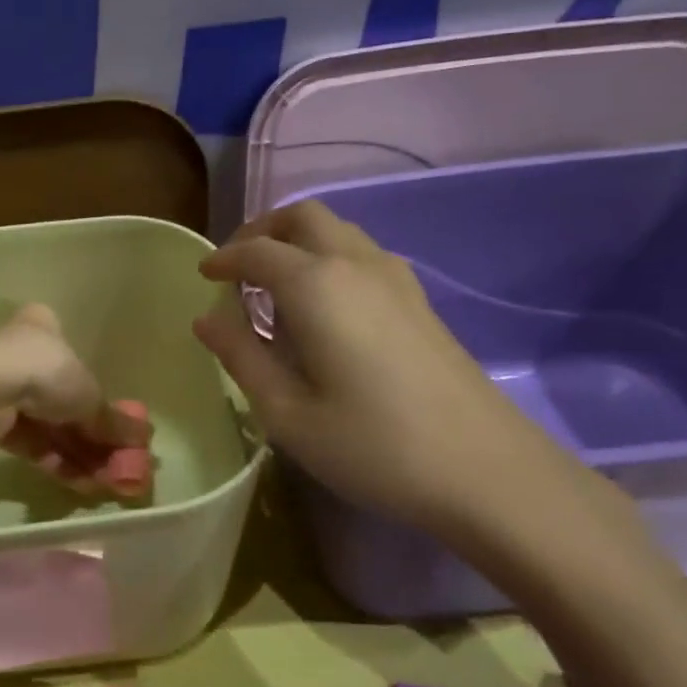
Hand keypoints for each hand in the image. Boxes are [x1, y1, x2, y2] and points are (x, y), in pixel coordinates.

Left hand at [0, 304, 153, 497]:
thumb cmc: (41, 371)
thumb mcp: (87, 394)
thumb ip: (111, 420)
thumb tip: (144, 441)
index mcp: (45, 331)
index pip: (76, 358)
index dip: (101, 395)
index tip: (122, 426)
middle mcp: (24, 357)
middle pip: (67, 401)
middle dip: (95, 436)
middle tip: (121, 464)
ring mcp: (7, 392)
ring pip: (51, 427)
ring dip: (81, 455)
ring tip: (108, 483)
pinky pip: (34, 445)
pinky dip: (58, 464)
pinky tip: (83, 484)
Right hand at [193, 202, 593, 540]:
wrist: (484, 469)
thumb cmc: (370, 445)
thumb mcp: (286, 412)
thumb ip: (241, 357)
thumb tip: (206, 319)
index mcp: (316, 286)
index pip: (257, 252)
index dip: (223, 258)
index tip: (202, 274)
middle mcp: (356, 264)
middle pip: (303, 217)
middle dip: (261, 231)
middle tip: (236, 267)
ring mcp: (395, 279)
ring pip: (338, 230)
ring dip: (298, 242)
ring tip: (273, 287)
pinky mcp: (418, 301)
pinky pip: (362, 254)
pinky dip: (327, 258)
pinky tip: (321, 306)